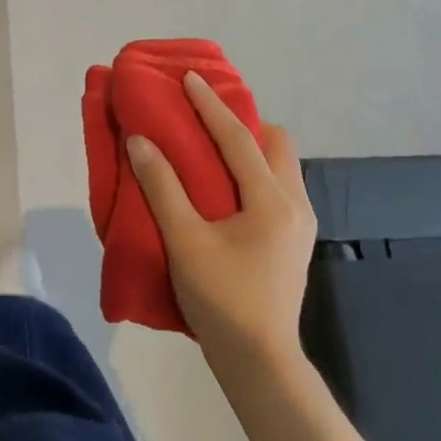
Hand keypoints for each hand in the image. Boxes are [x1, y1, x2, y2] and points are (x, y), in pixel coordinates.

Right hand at [127, 71, 316, 373]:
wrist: (260, 362)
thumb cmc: (222, 299)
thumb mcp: (185, 241)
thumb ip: (162, 188)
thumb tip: (140, 142)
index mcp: (271, 200)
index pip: (239, 138)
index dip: (211, 106)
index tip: (190, 78)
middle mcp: (295, 204)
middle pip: (276, 144)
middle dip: (243, 124)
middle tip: (205, 122)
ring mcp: (299, 224)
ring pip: (280, 166)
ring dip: (249, 148)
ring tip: (212, 151)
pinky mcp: (293, 241)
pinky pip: (277, 186)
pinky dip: (253, 172)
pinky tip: (225, 190)